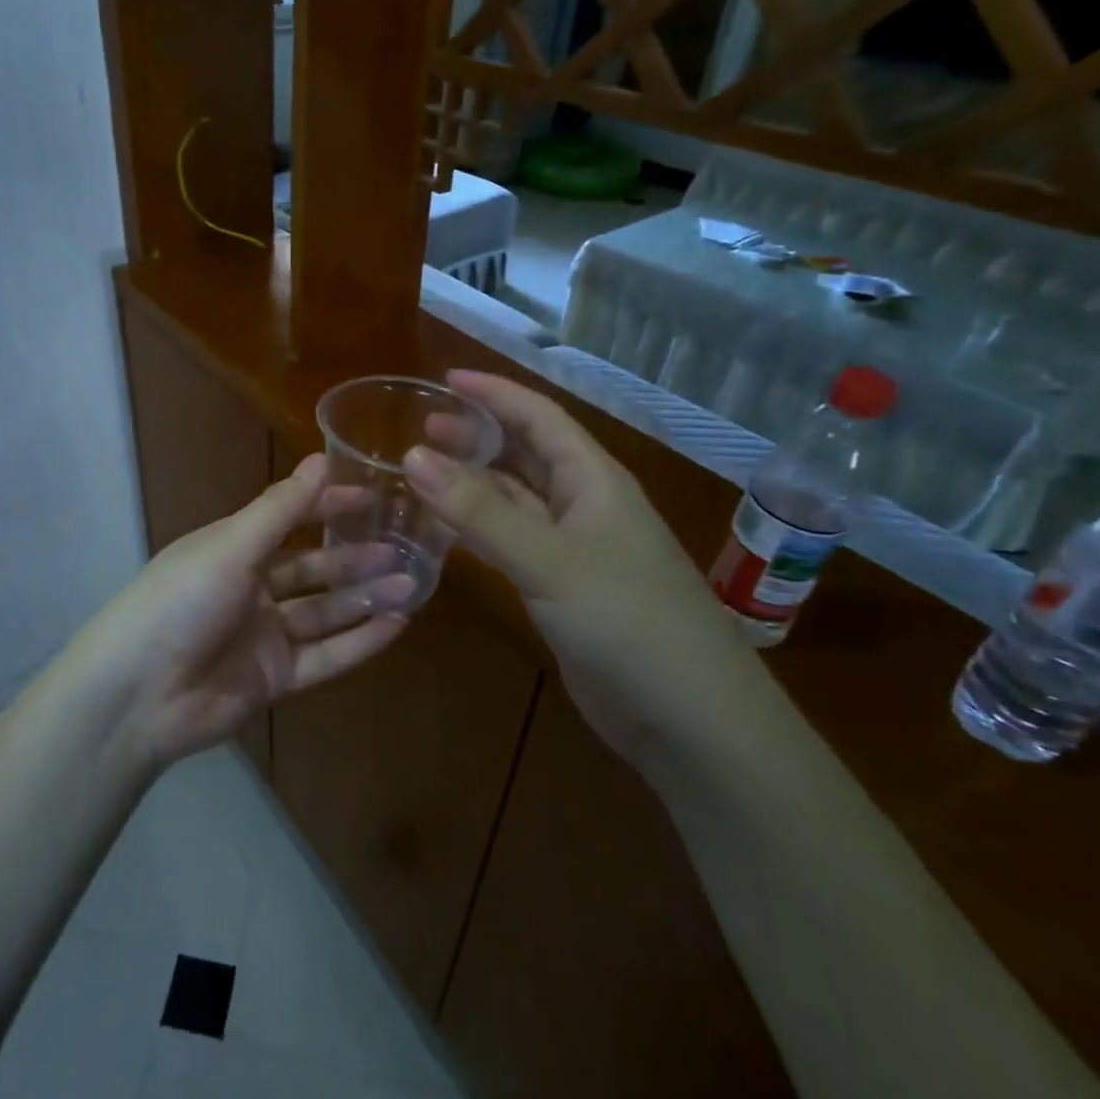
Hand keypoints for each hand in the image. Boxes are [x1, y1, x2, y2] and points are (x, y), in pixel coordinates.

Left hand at [71, 454, 411, 767]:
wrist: (138, 694)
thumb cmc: (181, 600)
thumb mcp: (231, 546)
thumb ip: (280, 509)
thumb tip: (321, 458)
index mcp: (234, 549)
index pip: (290, 518)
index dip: (328, 506)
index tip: (372, 496)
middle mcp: (252, 588)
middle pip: (314, 569)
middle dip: (356, 558)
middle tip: (403, 548)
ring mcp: (265, 636)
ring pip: (326, 613)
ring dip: (365, 598)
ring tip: (411, 584)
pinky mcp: (275, 679)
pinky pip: (326, 656)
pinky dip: (360, 642)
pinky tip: (396, 626)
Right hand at [405, 370, 765, 763]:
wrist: (687, 719)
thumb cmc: (628, 621)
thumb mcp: (549, 560)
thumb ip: (480, 511)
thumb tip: (412, 456)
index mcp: (594, 480)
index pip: (539, 417)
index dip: (494, 393)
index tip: (444, 378)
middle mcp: (585, 505)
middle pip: (525, 455)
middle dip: (477, 436)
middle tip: (420, 429)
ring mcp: (574, 549)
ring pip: (515, 500)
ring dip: (473, 484)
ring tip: (421, 472)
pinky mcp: (562, 589)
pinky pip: (512, 542)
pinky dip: (478, 530)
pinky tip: (445, 529)